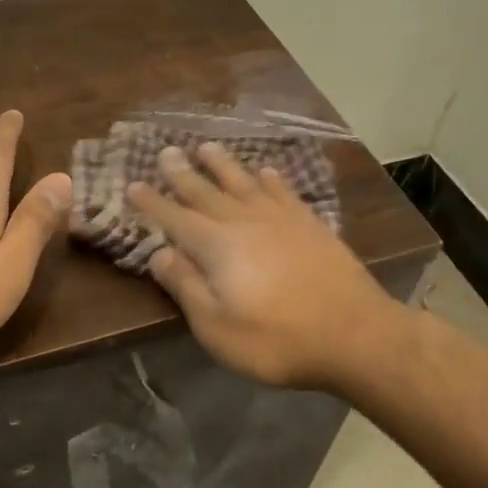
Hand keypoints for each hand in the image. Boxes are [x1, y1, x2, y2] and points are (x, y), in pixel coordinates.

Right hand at [127, 143, 396, 390]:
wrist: (355, 335)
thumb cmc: (277, 340)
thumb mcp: (216, 327)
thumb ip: (186, 287)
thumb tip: (160, 253)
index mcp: (217, 246)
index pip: (174, 218)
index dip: (152, 202)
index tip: (132, 185)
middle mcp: (245, 221)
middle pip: (206, 191)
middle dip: (182, 173)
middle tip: (166, 151)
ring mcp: (281, 219)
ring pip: (244, 182)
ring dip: (222, 164)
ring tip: (206, 147)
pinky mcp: (311, 225)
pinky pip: (284, 191)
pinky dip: (270, 178)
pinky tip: (265, 171)